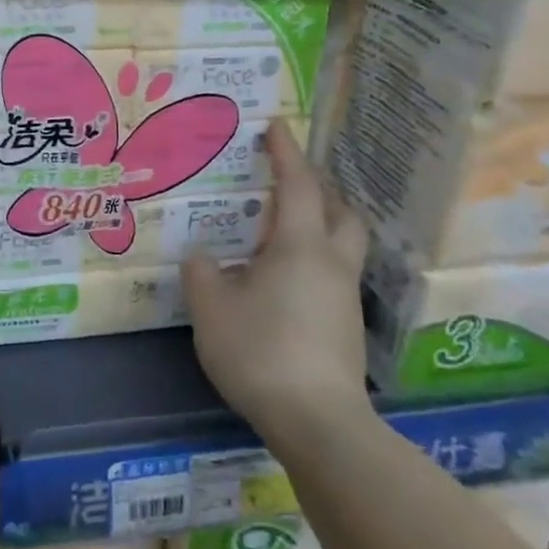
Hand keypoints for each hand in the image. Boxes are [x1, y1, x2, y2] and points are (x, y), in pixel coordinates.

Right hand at [183, 121, 371, 440]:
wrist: (318, 423)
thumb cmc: (260, 350)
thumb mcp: (211, 309)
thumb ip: (202, 274)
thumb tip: (204, 259)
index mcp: (300, 246)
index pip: (299, 185)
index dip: (286, 152)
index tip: (278, 125)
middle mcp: (332, 264)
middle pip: (342, 212)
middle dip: (320, 191)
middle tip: (288, 185)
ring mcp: (344, 298)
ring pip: (342, 246)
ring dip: (320, 227)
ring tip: (279, 234)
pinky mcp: (346, 329)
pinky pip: (333, 276)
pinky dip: (313, 263)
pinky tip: (282, 283)